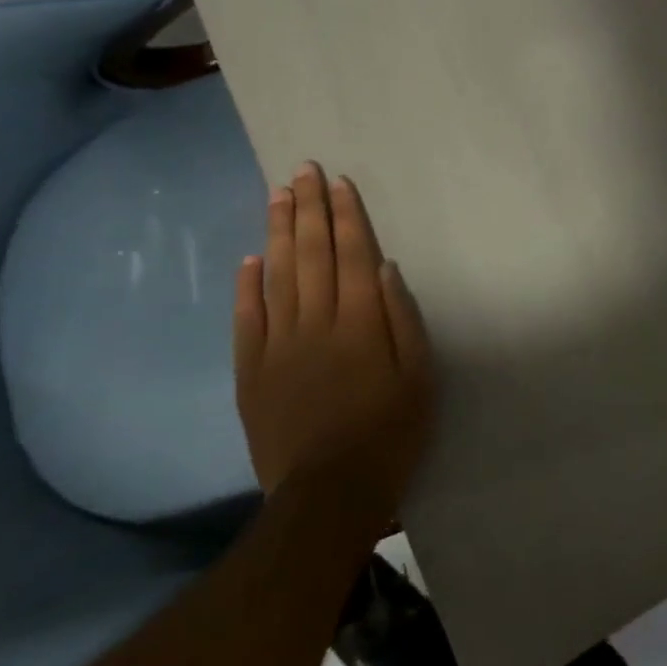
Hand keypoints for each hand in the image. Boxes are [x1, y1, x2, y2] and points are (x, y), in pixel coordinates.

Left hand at [232, 163, 434, 525]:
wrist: (329, 495)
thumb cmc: (389, 433)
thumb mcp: (420, 377)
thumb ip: (402, 318)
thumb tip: (385, 266)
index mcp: (359, 323)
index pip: (351, 255)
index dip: (345, 216)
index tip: (338, 182)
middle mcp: (315, 324)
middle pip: (311, 255)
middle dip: (309, 209)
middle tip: (302, 170)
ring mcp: (278, 346)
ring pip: (276, 276)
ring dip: (278, 232)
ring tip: (277, 195)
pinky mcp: (252, 372)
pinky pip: (247, 320)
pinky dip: (246, 286)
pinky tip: (249, 258)